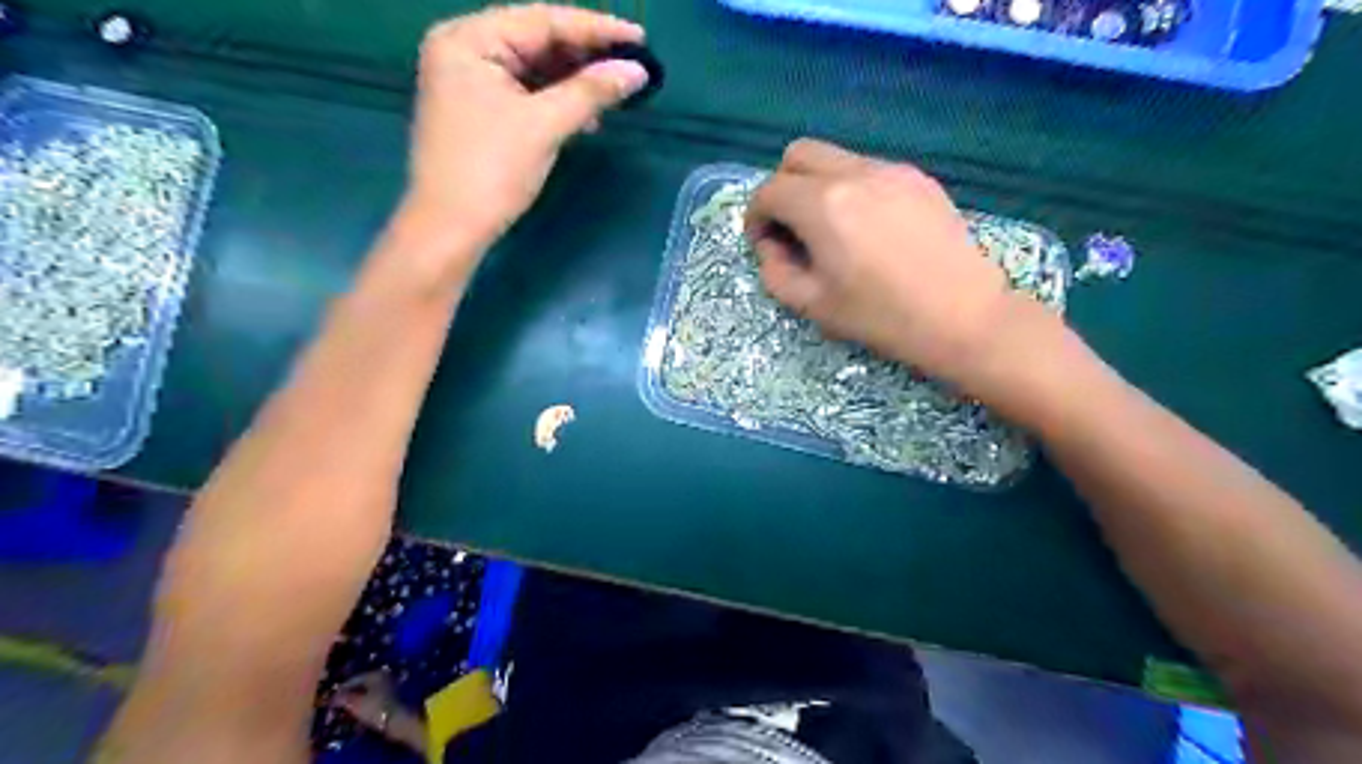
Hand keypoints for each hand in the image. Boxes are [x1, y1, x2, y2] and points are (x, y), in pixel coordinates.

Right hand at [328, 672, 423, 748]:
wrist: (398, 719)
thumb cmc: (375, 708)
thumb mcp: (355, 703)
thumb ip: (342, 698)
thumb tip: (333, 697)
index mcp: (375, 674)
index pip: (353, 679)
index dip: (340, 690)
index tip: (331, 701)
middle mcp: (383, 676)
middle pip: (361, 686)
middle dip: (349, 696)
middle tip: (338, 707)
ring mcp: (389, 686)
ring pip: (368, 693)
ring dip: (357, 702)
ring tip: (348, 712)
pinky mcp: (392, 698)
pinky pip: (374, 699)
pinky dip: (366, 705)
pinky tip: (360, 715)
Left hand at [401, 1, 647, 277]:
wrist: (451, 228)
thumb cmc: (491, 171)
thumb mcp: (544, 126)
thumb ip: (590, 92)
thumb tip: (637, 70)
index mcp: (468, 39)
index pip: (542, 19)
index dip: (595, 29)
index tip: (640, 38)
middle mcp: (464, 48)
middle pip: (536, 40)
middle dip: (585, 55)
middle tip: (631, 64)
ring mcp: (469, 80)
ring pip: (533, 68)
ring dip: (574, 81)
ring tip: (615, 92)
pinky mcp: (478, 109)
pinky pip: (525, 92)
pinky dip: (556, 100)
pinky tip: (585, 116)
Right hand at [743, 138, 1045, 394]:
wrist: (963, 316)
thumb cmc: (881, 317)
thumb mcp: (812, 305)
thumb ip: (774, 271)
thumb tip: (771, 245)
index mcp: (823, 206)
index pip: (769, 191)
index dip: (756, 217)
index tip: (764, 244)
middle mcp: (855, 173)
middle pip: (798, 154)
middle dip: (782, 187)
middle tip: (791, 228)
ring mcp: (892, 170)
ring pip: (835, 158)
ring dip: (818, 186)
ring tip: (833, 231)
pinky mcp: (919, 178)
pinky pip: (869, 169)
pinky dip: (852, 189)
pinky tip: (869, 229)